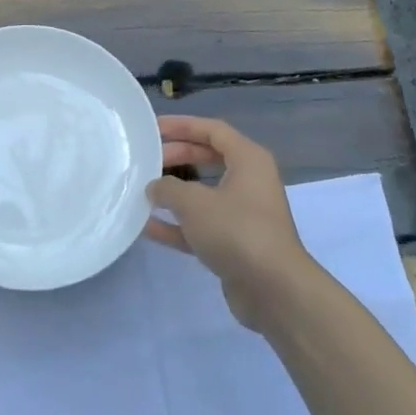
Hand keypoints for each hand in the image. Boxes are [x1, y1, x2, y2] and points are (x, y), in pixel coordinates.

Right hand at [148, 115, 313, 331]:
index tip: (153, 128)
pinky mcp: (235, 243)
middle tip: (147, 159)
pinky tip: (147, 226)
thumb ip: (168, 188)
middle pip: (208, 158)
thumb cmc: (236, 230)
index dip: (182, 125)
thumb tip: (155, 187)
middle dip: (177, 157)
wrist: (273, 289)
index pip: (213, 130)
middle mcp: (249, 182)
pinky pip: (201, 226)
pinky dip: (177, 225)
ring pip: (203, 194)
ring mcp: (243, 214)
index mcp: (249, 160)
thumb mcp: (194, 202)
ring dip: (174, 193)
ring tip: (142, 190)